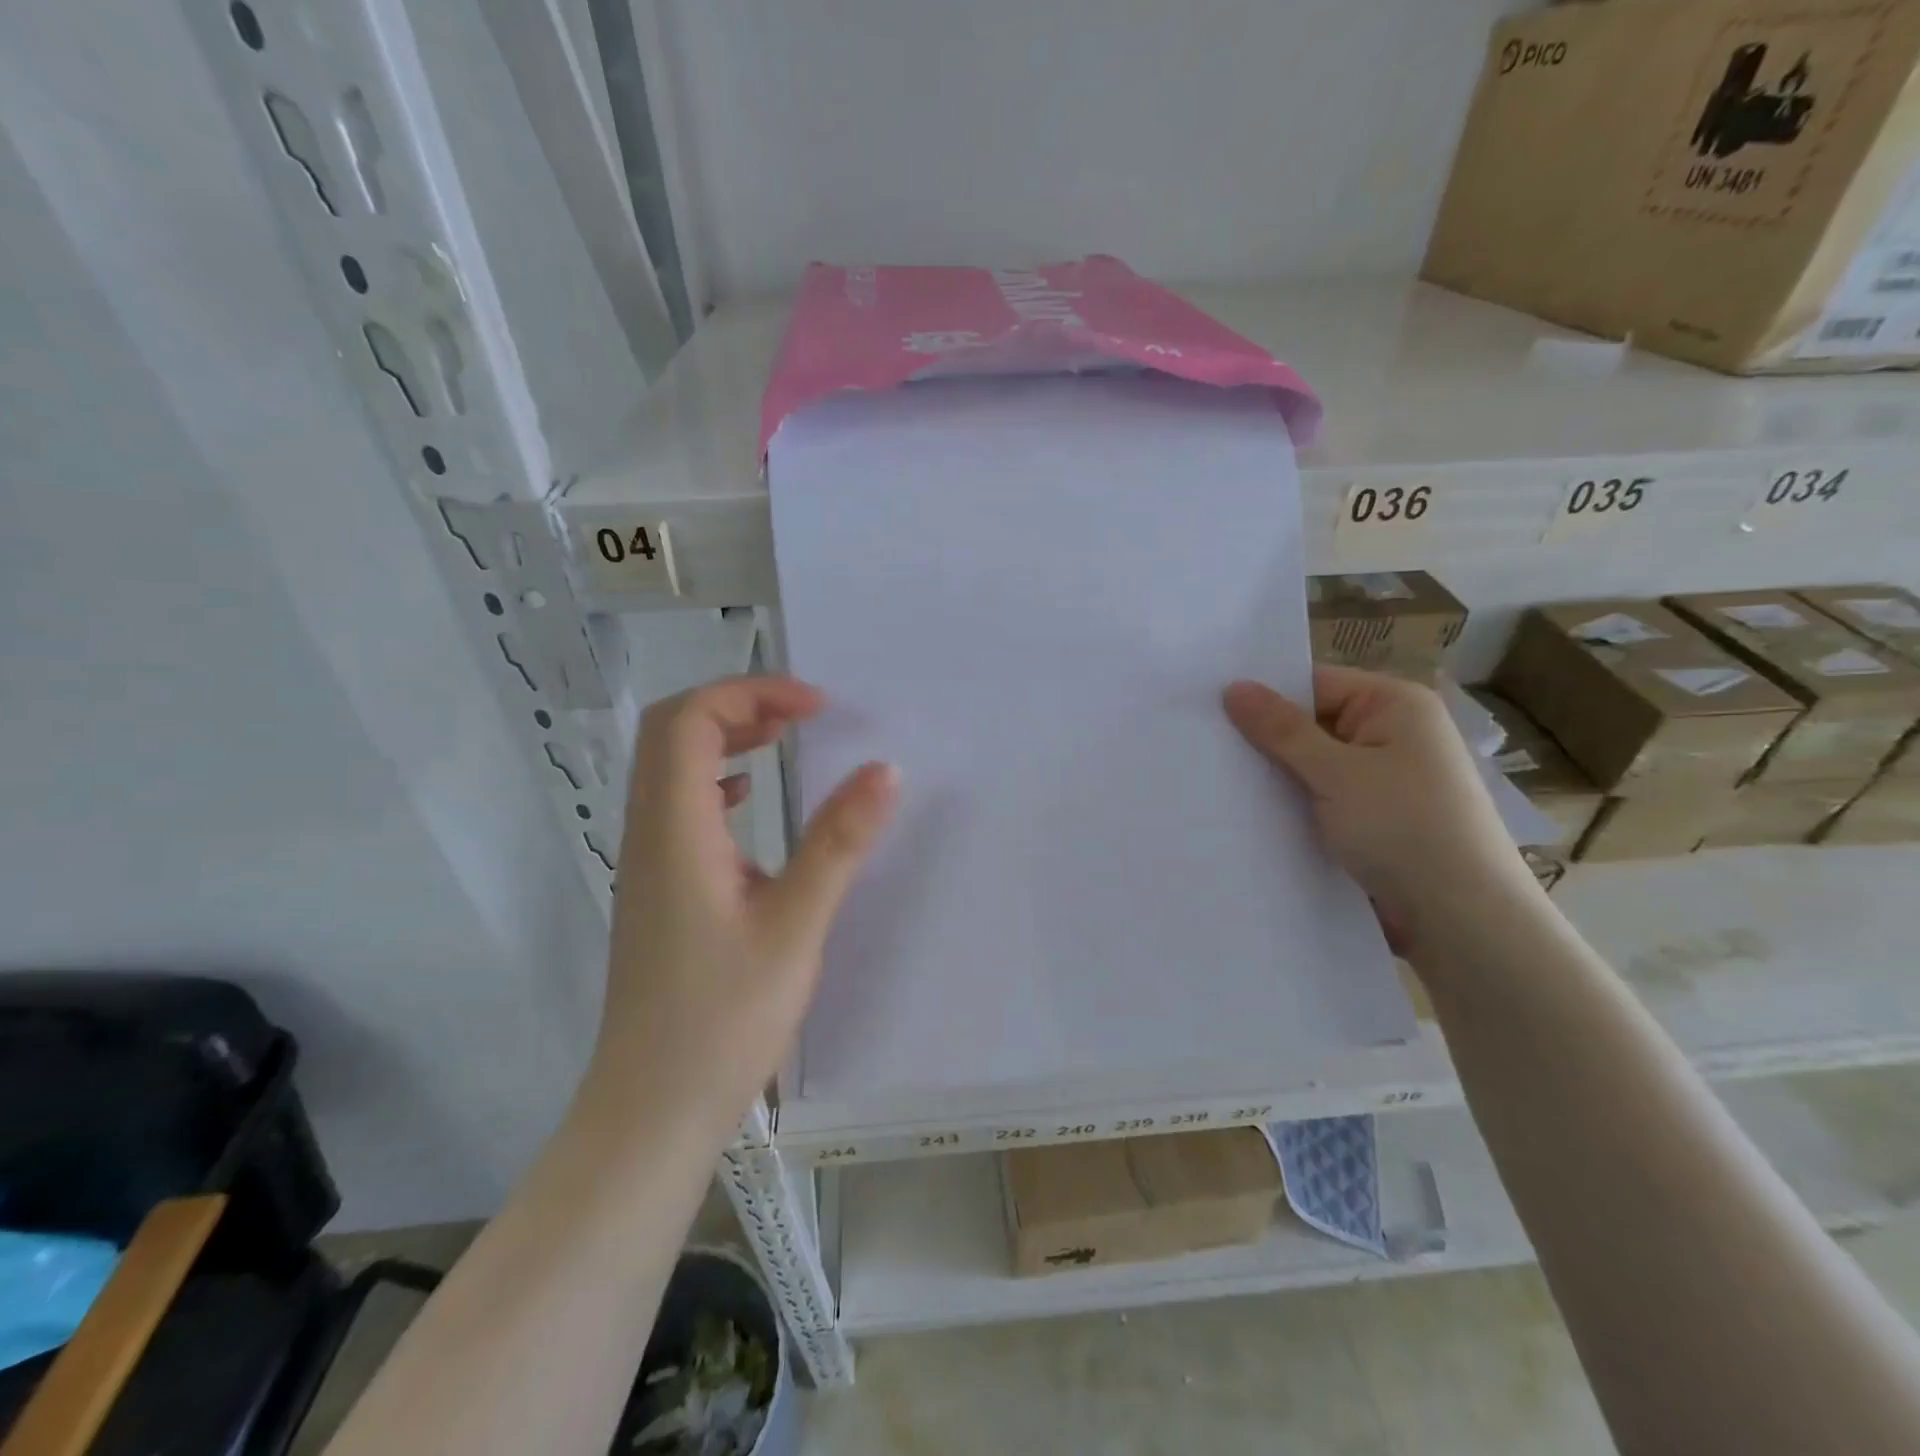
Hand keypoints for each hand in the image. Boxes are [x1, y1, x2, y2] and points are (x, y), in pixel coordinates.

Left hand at [592, 677, 897, 1140]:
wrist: (652, 1110)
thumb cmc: (723, 1020)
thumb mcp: (795, 926)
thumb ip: (838, 842)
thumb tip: (884, 770)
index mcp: (675, 830)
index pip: (690, 721)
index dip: (750, 692)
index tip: (816, 706)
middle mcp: (648, 833)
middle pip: (670, 732)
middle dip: (735, 704)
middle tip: (801, 714)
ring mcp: (647, 862)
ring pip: (670, 768)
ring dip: (724, 738)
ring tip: (783, 739)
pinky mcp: (658, 888)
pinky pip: (677, 806)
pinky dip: (717, 780)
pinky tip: (753, 803)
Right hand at [1223, 666, 1535, 953]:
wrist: (1461, 919)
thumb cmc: (1404, 828)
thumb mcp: (1336, 772)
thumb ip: (1281, 730)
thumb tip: (1233, 687)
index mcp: (1395, 705)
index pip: (1314, 684)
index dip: (1265, 696)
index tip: (1209, 709)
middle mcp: (1393, 735)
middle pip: (1311, 724)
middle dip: (1265, 740)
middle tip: (1202, 745)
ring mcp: (1384, 779)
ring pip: (1313, 766)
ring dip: (1277, 777)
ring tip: (1215, 780)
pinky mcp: (1374, 818)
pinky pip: (1322, 797)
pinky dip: (1294, 803)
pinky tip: (1250, 813)